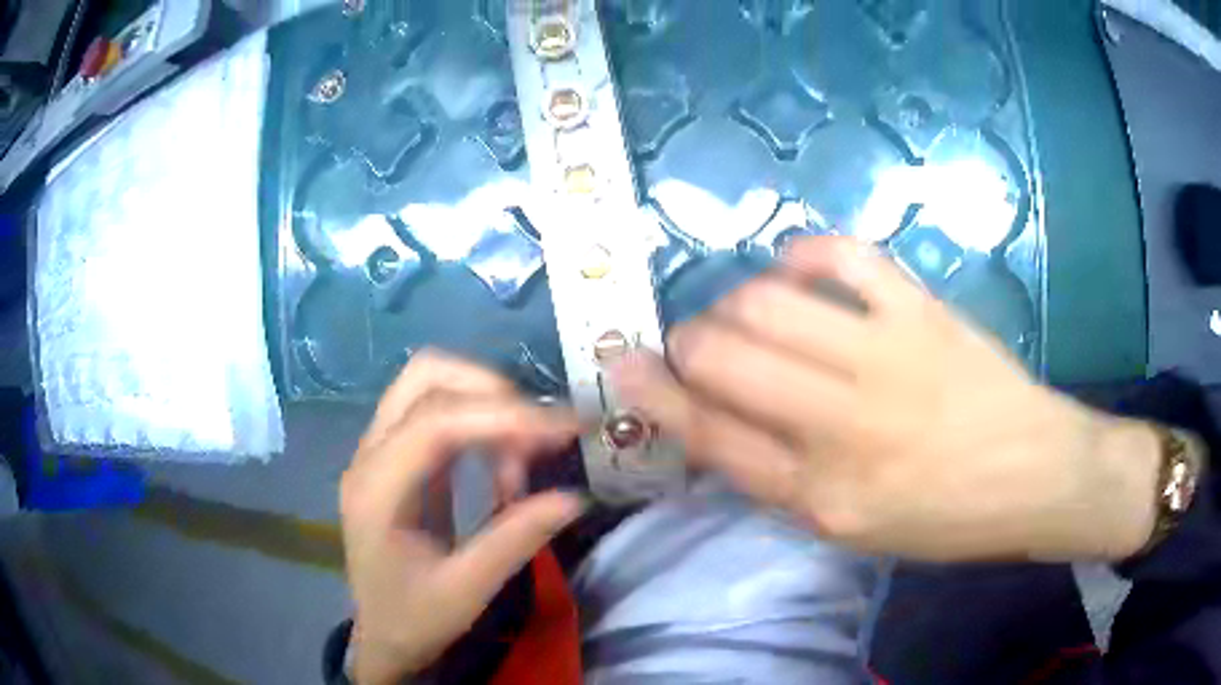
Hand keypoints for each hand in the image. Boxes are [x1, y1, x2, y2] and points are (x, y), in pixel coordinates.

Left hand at [341, 352, 585, 683]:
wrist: (382, 635)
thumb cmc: (415, 619)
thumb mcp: (467, 592)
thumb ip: (515, 540)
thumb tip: (575, 497)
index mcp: (376, 490)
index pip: (435, 422)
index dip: (504, 415)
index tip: (566, 429)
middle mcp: (369, 455)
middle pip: (426, 378)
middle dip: (494, 393)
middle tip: (544, 437)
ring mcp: (378, 450)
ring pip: (430, 383)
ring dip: (487, 401)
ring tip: (527, 452)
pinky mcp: (396, 456)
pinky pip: (437, 410)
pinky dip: (479, 420)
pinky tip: (504, 460)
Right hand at [612, 237, 1161, 562]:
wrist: (1032, 474)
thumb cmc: (942, 517)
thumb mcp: (851, 529)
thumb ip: (780, 479)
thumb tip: (715, 421)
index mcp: (821, 496)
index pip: (709, 435)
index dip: (653, 394)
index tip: (623, 365)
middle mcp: (843, 426)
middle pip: (724, 357)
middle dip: (685, 342)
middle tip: (693, 342)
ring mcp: (886, 356)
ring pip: (767, 302)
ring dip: (733, 301)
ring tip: (745, 312)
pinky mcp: (921, 309)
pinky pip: (842, 255)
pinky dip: (802, 253)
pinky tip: (794, 269)